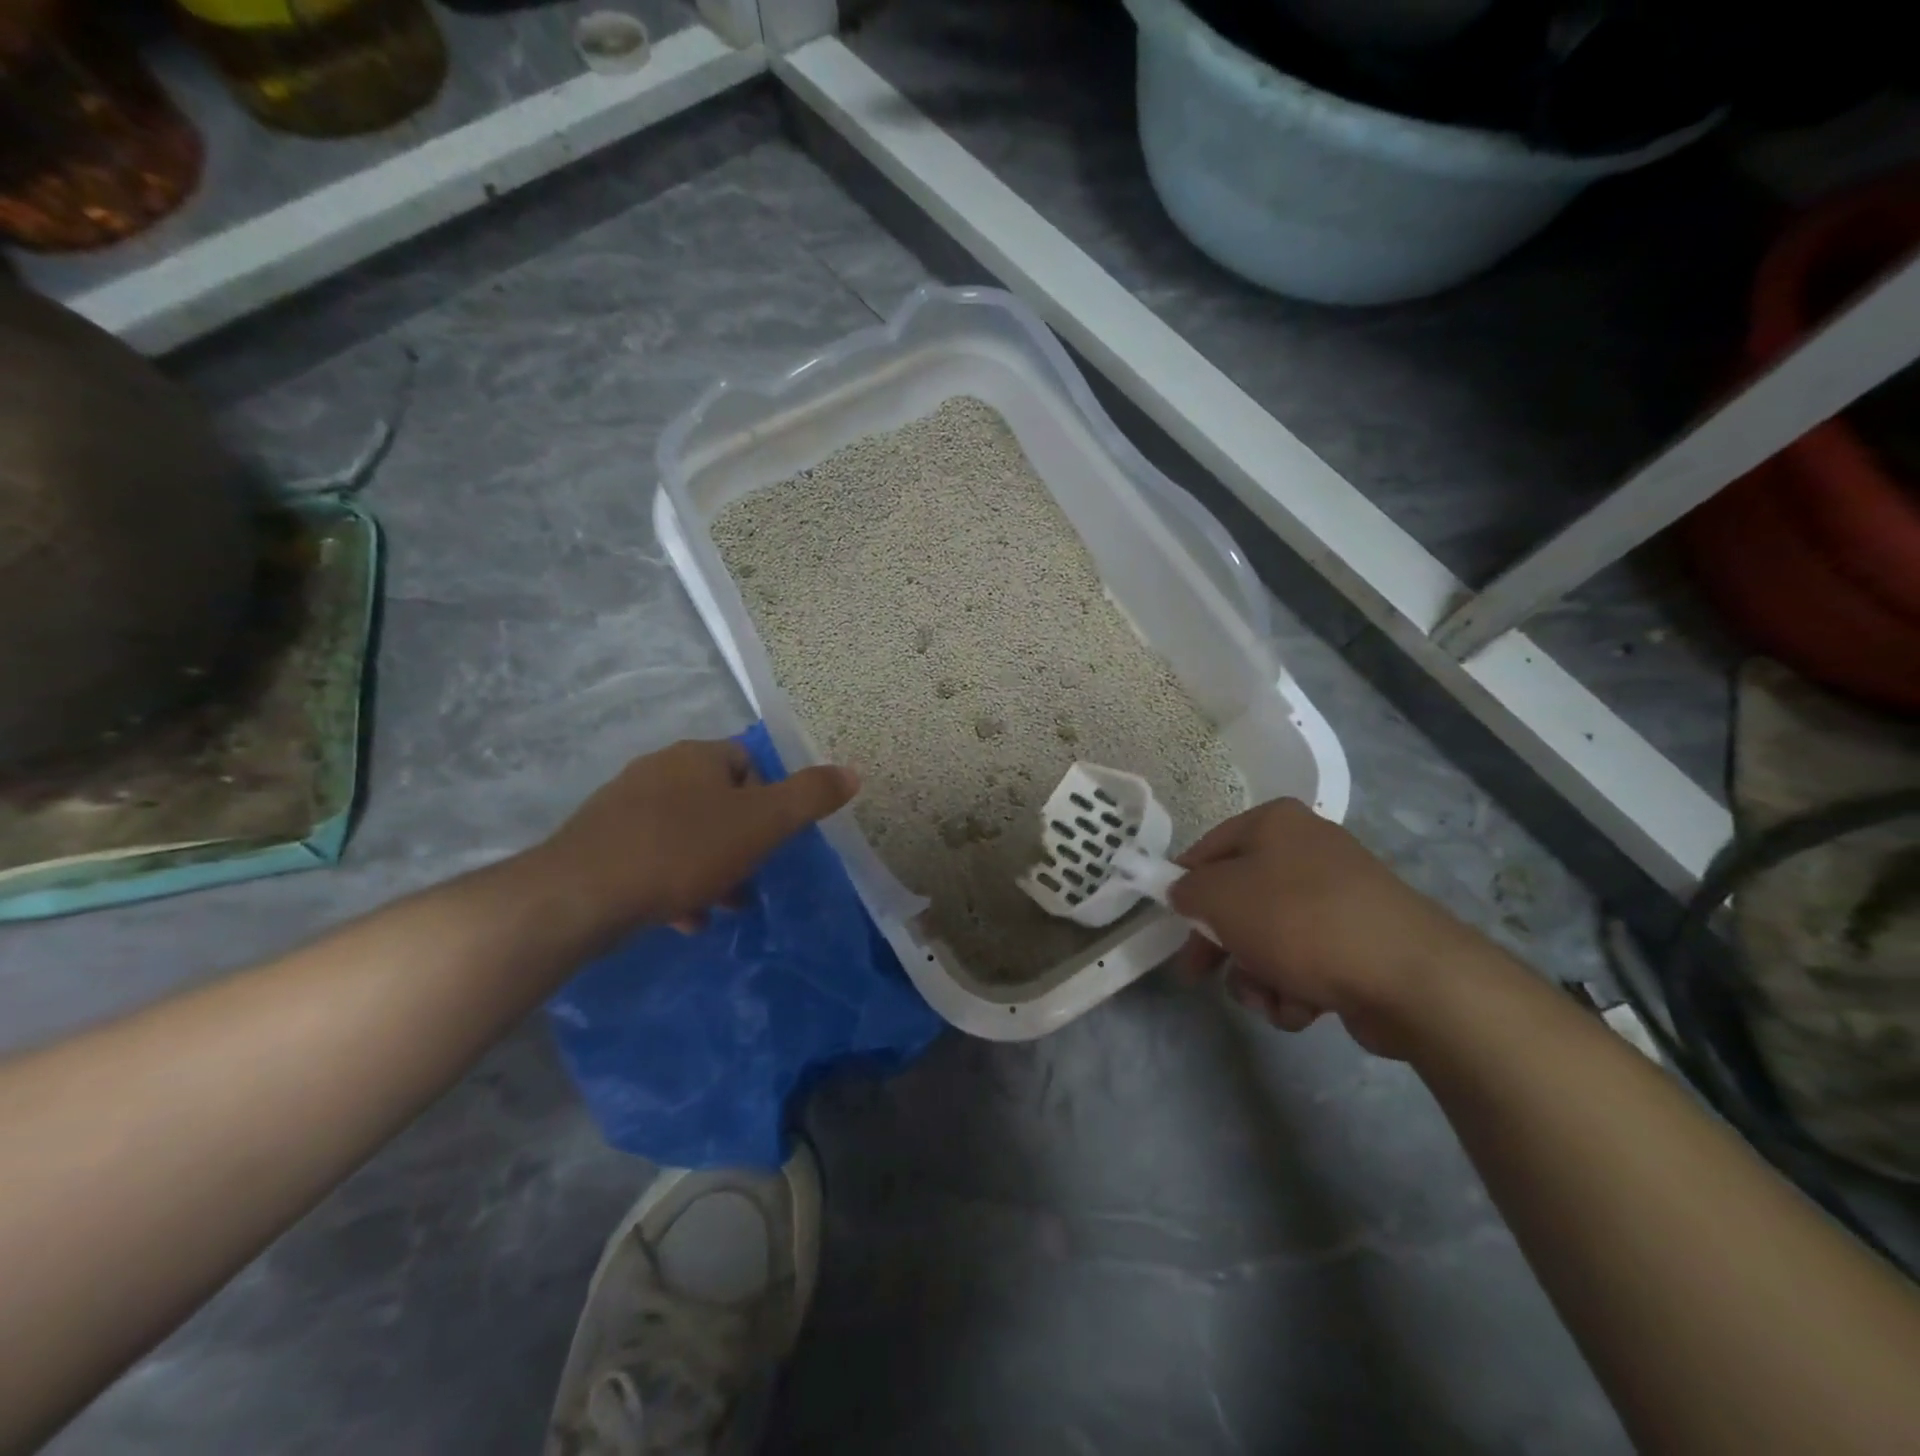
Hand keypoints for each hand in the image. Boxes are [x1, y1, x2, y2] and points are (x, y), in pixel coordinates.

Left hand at [524, 739, 857, 943]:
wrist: (580, 894)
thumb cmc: (682, 850)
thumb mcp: (762, 824)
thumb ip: (810, 797)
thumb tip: (852, 772)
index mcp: (696, 757)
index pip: (748, 762)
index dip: (769, 798)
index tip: (773, 837)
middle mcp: (658, 770)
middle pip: (717, 801)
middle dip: (741, 841)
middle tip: (752, 878)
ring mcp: (624, 806)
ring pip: (685, 832)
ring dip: (710, 867)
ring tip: (721, 907)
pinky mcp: (599, 843)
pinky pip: (652, 856)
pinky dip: (674, 882)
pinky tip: (683, 918)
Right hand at [1167, 799, 1477, 1057]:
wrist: (1409, 976)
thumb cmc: (1299, 920)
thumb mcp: (1220, 897)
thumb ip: (1186, 891)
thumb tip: (1183, 893)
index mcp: (1274, 824)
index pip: (1207, 850)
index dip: (1184, 888)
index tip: (1171, 926)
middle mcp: (1307, 850)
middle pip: (1239, 899)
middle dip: (1221, 945)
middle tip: (1198, 975)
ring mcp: (1338, 897)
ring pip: (1269, 937)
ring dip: (1257, 975)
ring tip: (1269, 998)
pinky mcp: (1359, 941)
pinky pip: (1306, 961)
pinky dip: (1294, 988)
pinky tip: (1302, 1007)